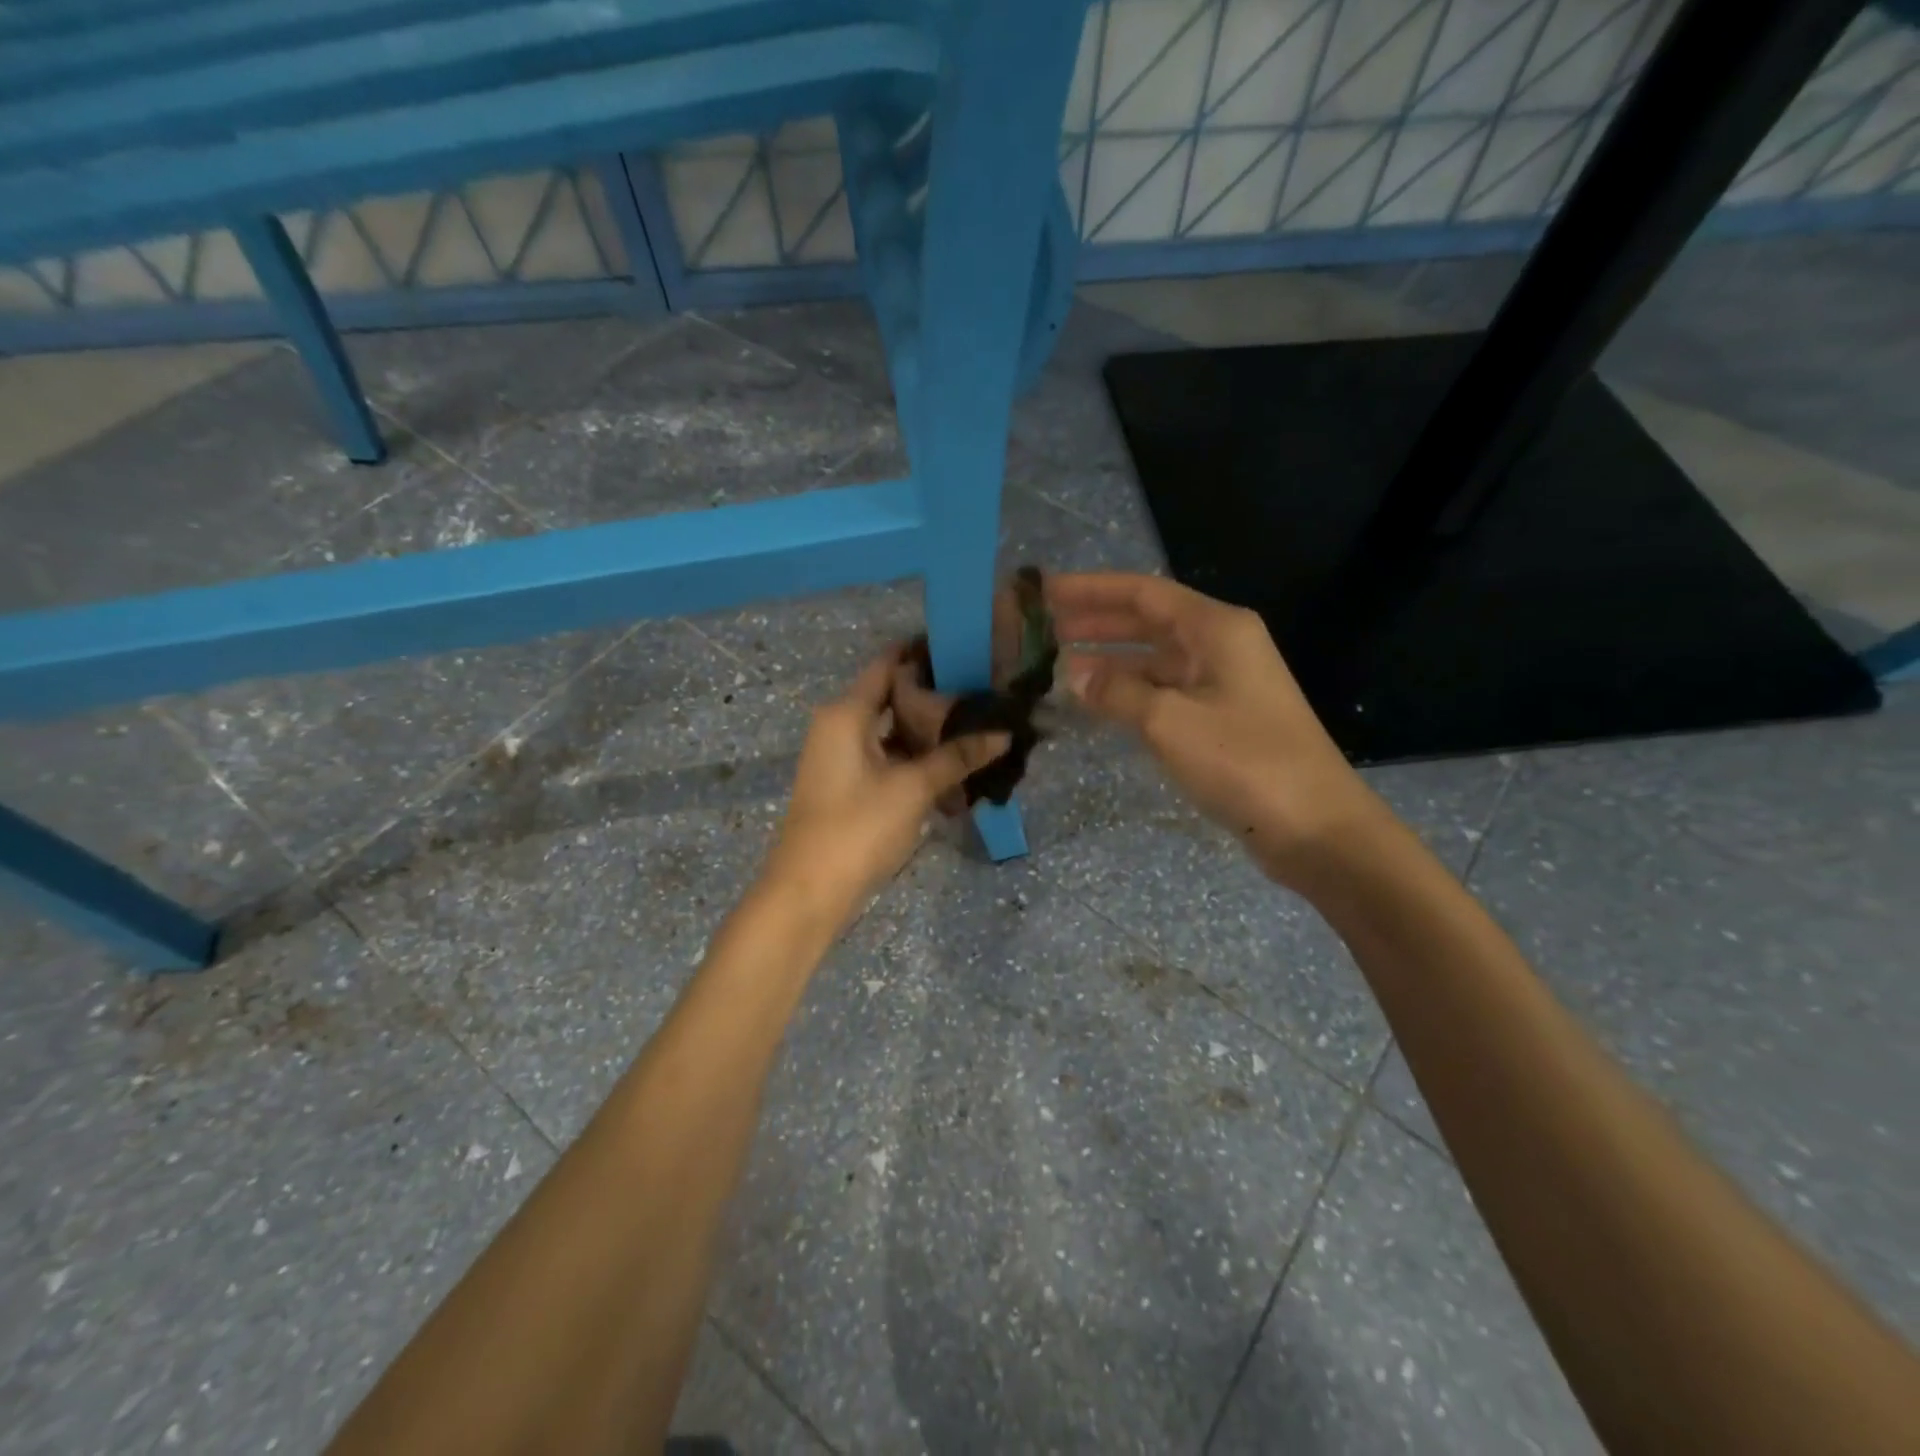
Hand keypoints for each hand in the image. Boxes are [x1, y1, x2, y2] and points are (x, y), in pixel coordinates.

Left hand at [762, 650, 1009, 929]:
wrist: (809, 893)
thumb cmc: (857, 828)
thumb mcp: (913, 788)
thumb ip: (957, 757)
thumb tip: (1004, 733)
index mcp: (846, 713)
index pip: (887, 664)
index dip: (923, 652)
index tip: (966, 648)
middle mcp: (839, 726)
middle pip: (890, 696)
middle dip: (934, 696)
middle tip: (984, 691)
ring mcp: (841, 757)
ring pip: (890, 731)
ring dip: (927, 731)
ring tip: (977, 725)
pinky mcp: (848, 785)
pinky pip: (886, 758)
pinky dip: (915, 758)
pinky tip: (952, 766)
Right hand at [1051, 572, 1385, 888]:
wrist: (1315, 828)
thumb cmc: (1245, 763)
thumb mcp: (1170, 722)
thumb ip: (1117, 691)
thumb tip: (1071, 673)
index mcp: (1217, 629)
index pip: (1143, 593)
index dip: (1091, 589)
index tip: (1044, 591)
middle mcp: (1220, 646)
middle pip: (1148, 621)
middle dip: (1095, 622)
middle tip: (1042, 629)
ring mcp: (1222, 684)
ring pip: (1154, 659)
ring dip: (1109, 660)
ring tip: (1057, 665)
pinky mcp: (1221, 719)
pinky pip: (1164, 691)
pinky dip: (1129, 692)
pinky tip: (1096, 702)